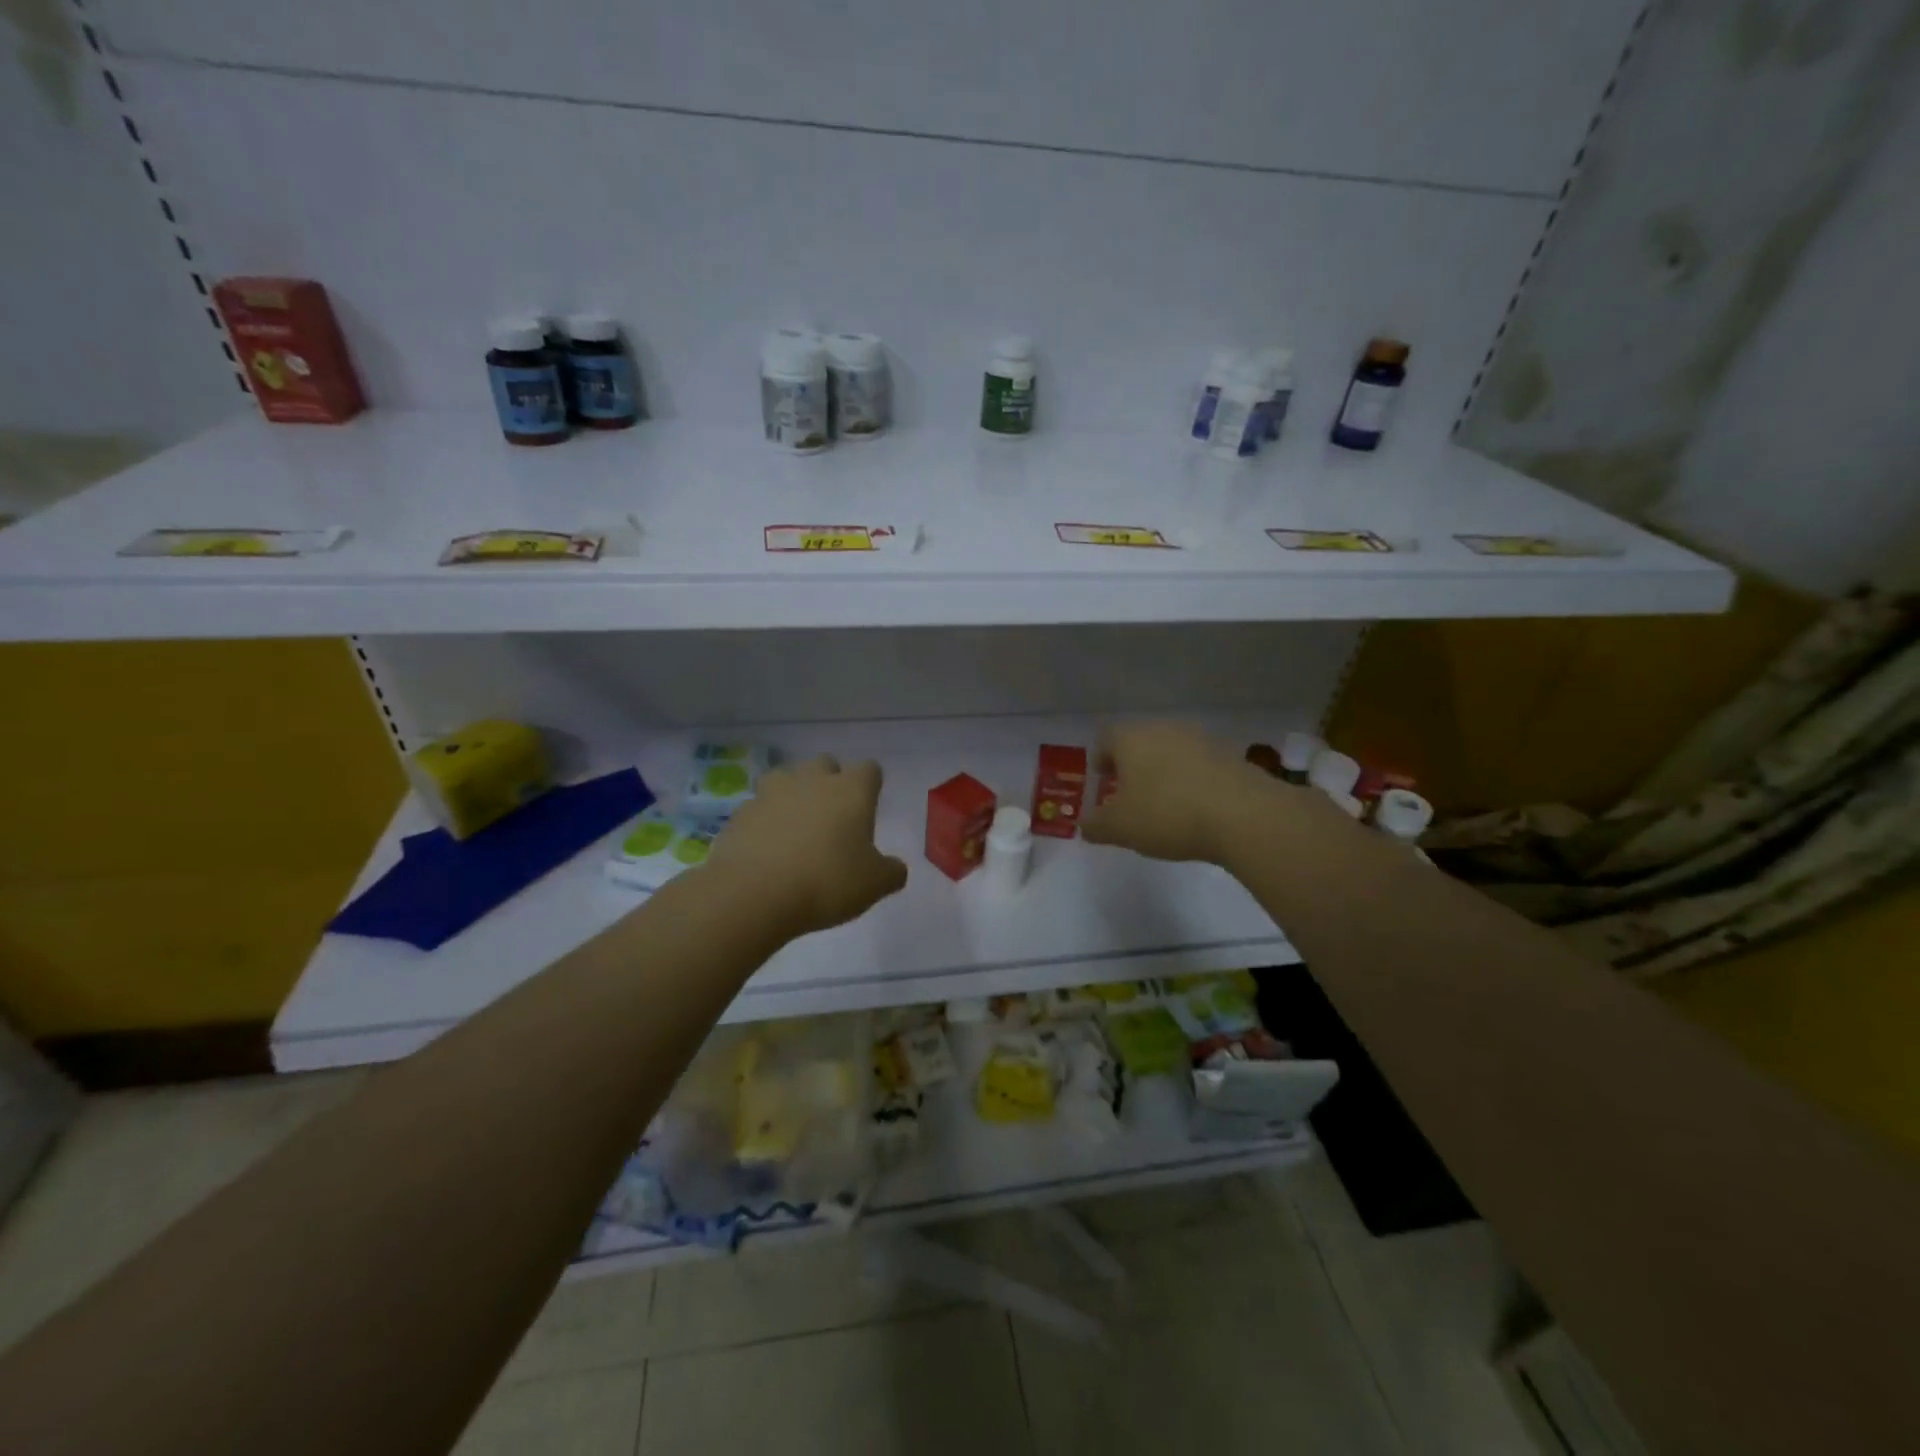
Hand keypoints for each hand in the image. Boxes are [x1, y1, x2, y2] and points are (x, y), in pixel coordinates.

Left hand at [706, 756, 908, 936]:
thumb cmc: (826, 882)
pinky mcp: (741, 813)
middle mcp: (812, 780)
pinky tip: (768, 848)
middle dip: (831, 783)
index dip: (870, 786)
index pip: (869, 769)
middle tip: (833, 817)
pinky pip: (760, 807)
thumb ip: (891, 872)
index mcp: (851, 790)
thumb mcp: (874, 885)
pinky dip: (766, 820)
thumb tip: (895, 867)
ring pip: (787, 778)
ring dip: (794, 795)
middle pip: (826, 765)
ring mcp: (772, 792)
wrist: (753, 894)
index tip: (869, 806)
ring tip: (797, 826)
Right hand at [1081, 722, 1287, 863]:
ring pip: (1171, 750)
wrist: (1243, 815)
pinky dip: (1191, 780)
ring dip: (1163, 771)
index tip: (1101, 780)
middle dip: (1132, 765)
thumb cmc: (1167, 814)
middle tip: (1128, 793)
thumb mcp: (1119, 828)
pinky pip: (1199, 764)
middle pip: (1139, 741)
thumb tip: (1085, 825)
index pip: (1105, 738)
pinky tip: (1195, 807)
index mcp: (1131, 738)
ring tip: (1163, 802)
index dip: (1100, 758)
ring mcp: (1200, 738)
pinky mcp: (1230, 755)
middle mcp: (1164, 728)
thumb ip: (1096, 825)